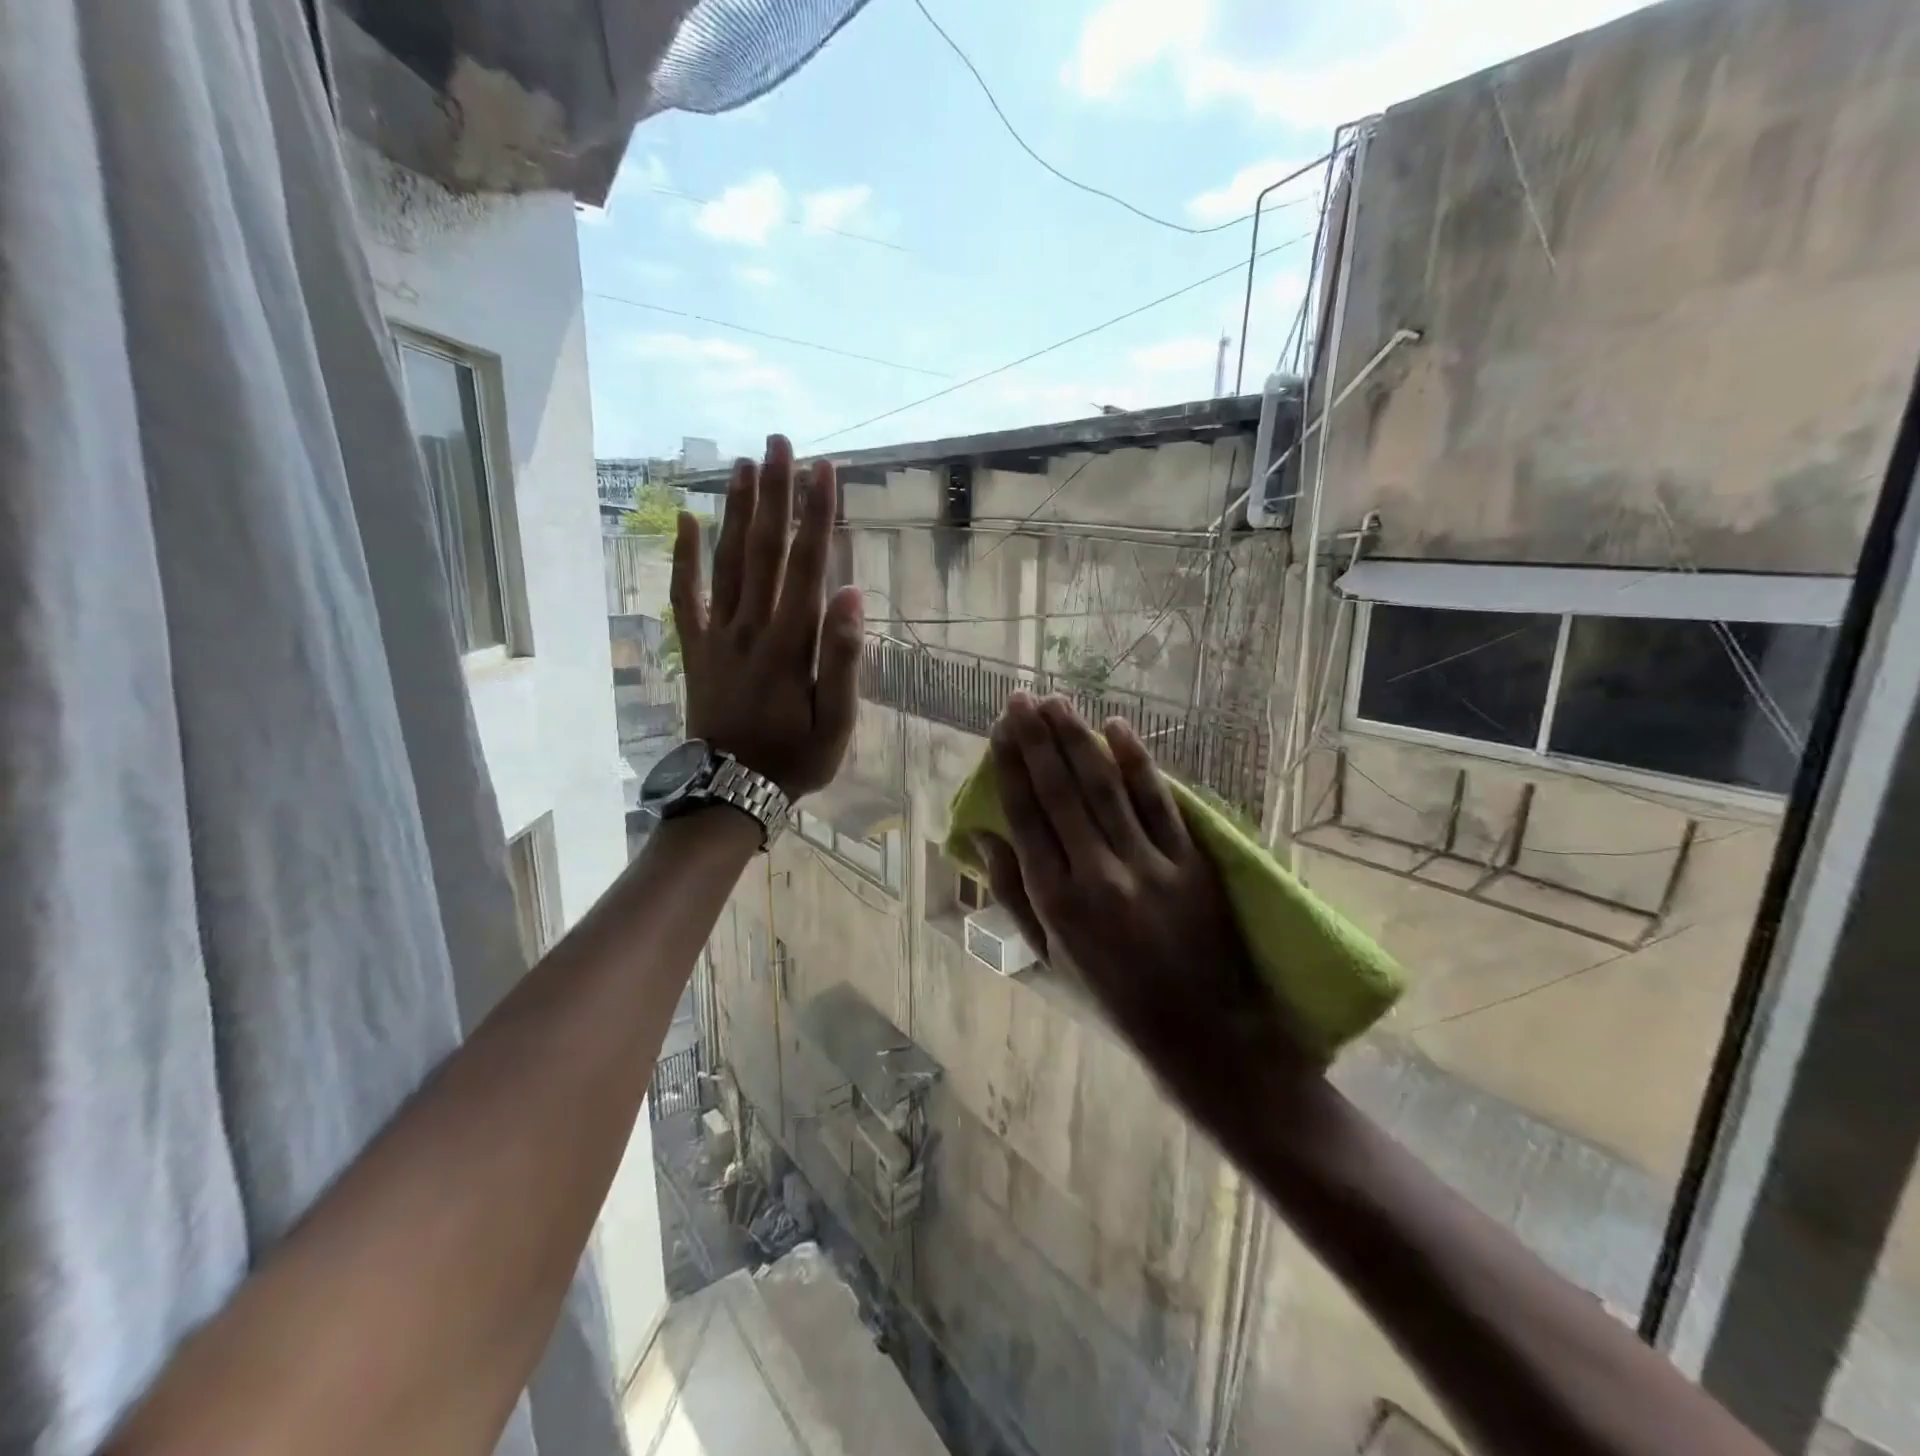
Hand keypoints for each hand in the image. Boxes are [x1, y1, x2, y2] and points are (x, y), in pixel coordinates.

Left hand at [670, 435, 863, 797]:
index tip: (824, 469)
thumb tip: (853, 594)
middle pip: (764, 550)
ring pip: (727, 562)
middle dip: (775, 494)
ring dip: (736, 511)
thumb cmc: (795, 758)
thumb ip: (844, 658)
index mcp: (791, 643)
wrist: (732, 791)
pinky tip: (685, 519)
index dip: (817, 515)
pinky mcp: (696, 648)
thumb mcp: (837, 721)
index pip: (807, 566)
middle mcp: (751, 627)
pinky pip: (685, 596)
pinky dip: (683, 558)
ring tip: (745, 464)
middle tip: (779, 442)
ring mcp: (718, 635)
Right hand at [977, 693, 1317, 1122]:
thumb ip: (1012, 893)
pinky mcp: (1189, 862)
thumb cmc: (1112, 994)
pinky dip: (1138, 762)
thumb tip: (983, 835)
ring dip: (1078, 740)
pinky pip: (1158, 803)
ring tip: (1057, 703)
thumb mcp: (1049, 954)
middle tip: (1021, 699)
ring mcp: (1147, 866)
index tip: (1000, 729)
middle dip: (1037, 739)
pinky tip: (1117, 728)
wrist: (1201, 1029)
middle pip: (1060, 792)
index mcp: (1056, 900)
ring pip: (1104, 787)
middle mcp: (1096, 875)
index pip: (1025, 816)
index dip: (1011, 766)